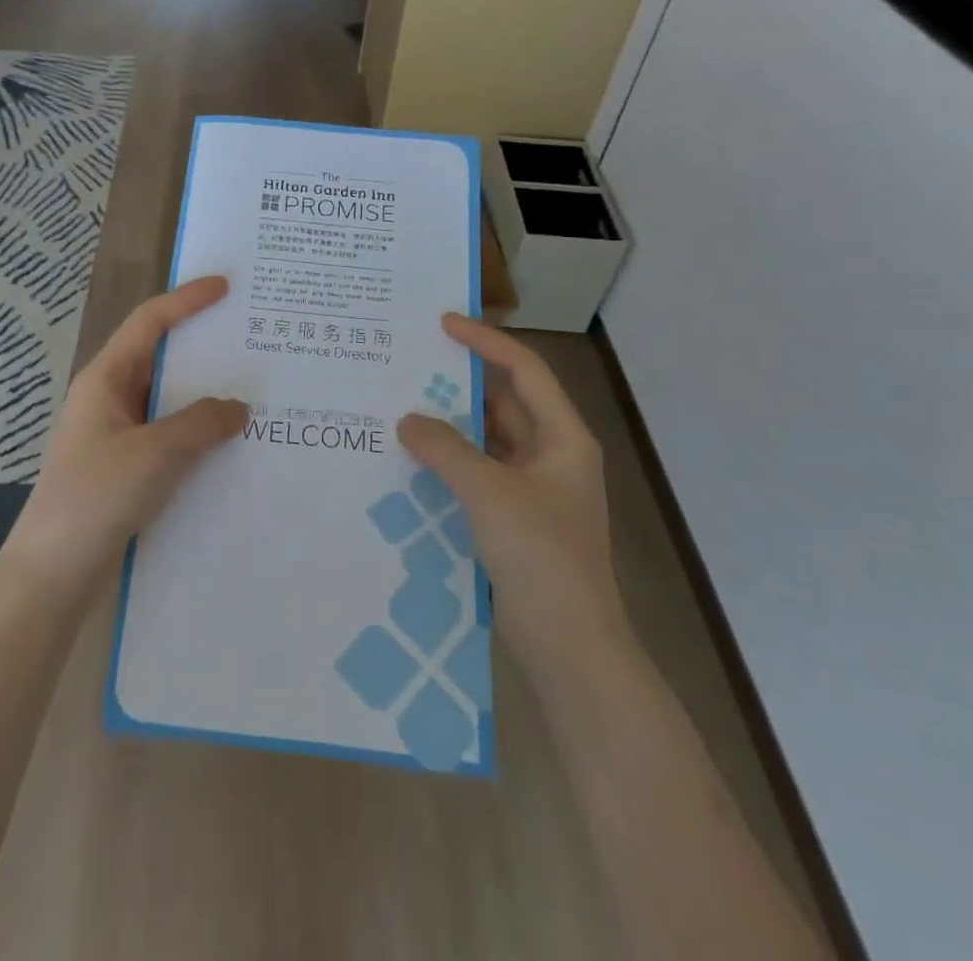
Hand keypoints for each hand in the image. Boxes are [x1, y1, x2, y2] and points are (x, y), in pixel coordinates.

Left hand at [0, 277, 246, 605]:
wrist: (52, 574)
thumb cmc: (95, 498)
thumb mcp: (154, 453)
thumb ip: (201, 423)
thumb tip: (238, 407)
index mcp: (106, 378)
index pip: (150, 321)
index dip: (187, 299)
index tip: (226, 286)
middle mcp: (110, 397)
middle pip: (162, 356)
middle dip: (204, 345)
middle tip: (251, 338)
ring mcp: (118, 433)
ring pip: (169, 399)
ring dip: (206, 393)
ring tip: (254, 388)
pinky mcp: (126, 466)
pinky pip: (170, 433)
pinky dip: (199, 430)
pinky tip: (232, 442)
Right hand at [397, 315, 628, 684]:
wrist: (571, 648)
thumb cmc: (541, 557)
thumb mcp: (489, 493)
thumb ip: (445, 449)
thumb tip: (408, 420)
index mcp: (563, 438)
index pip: (524, 370)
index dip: (485, 341)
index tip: (443, 323)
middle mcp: (552, 455)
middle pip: (504, 403)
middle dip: (460, 384)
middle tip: (411, 364)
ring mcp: (534, 490)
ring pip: (488, 441)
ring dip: (451, 426)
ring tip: (402, 405)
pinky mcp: (515, 520)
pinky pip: (478, 474)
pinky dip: (450, 463)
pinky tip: (413, 460)